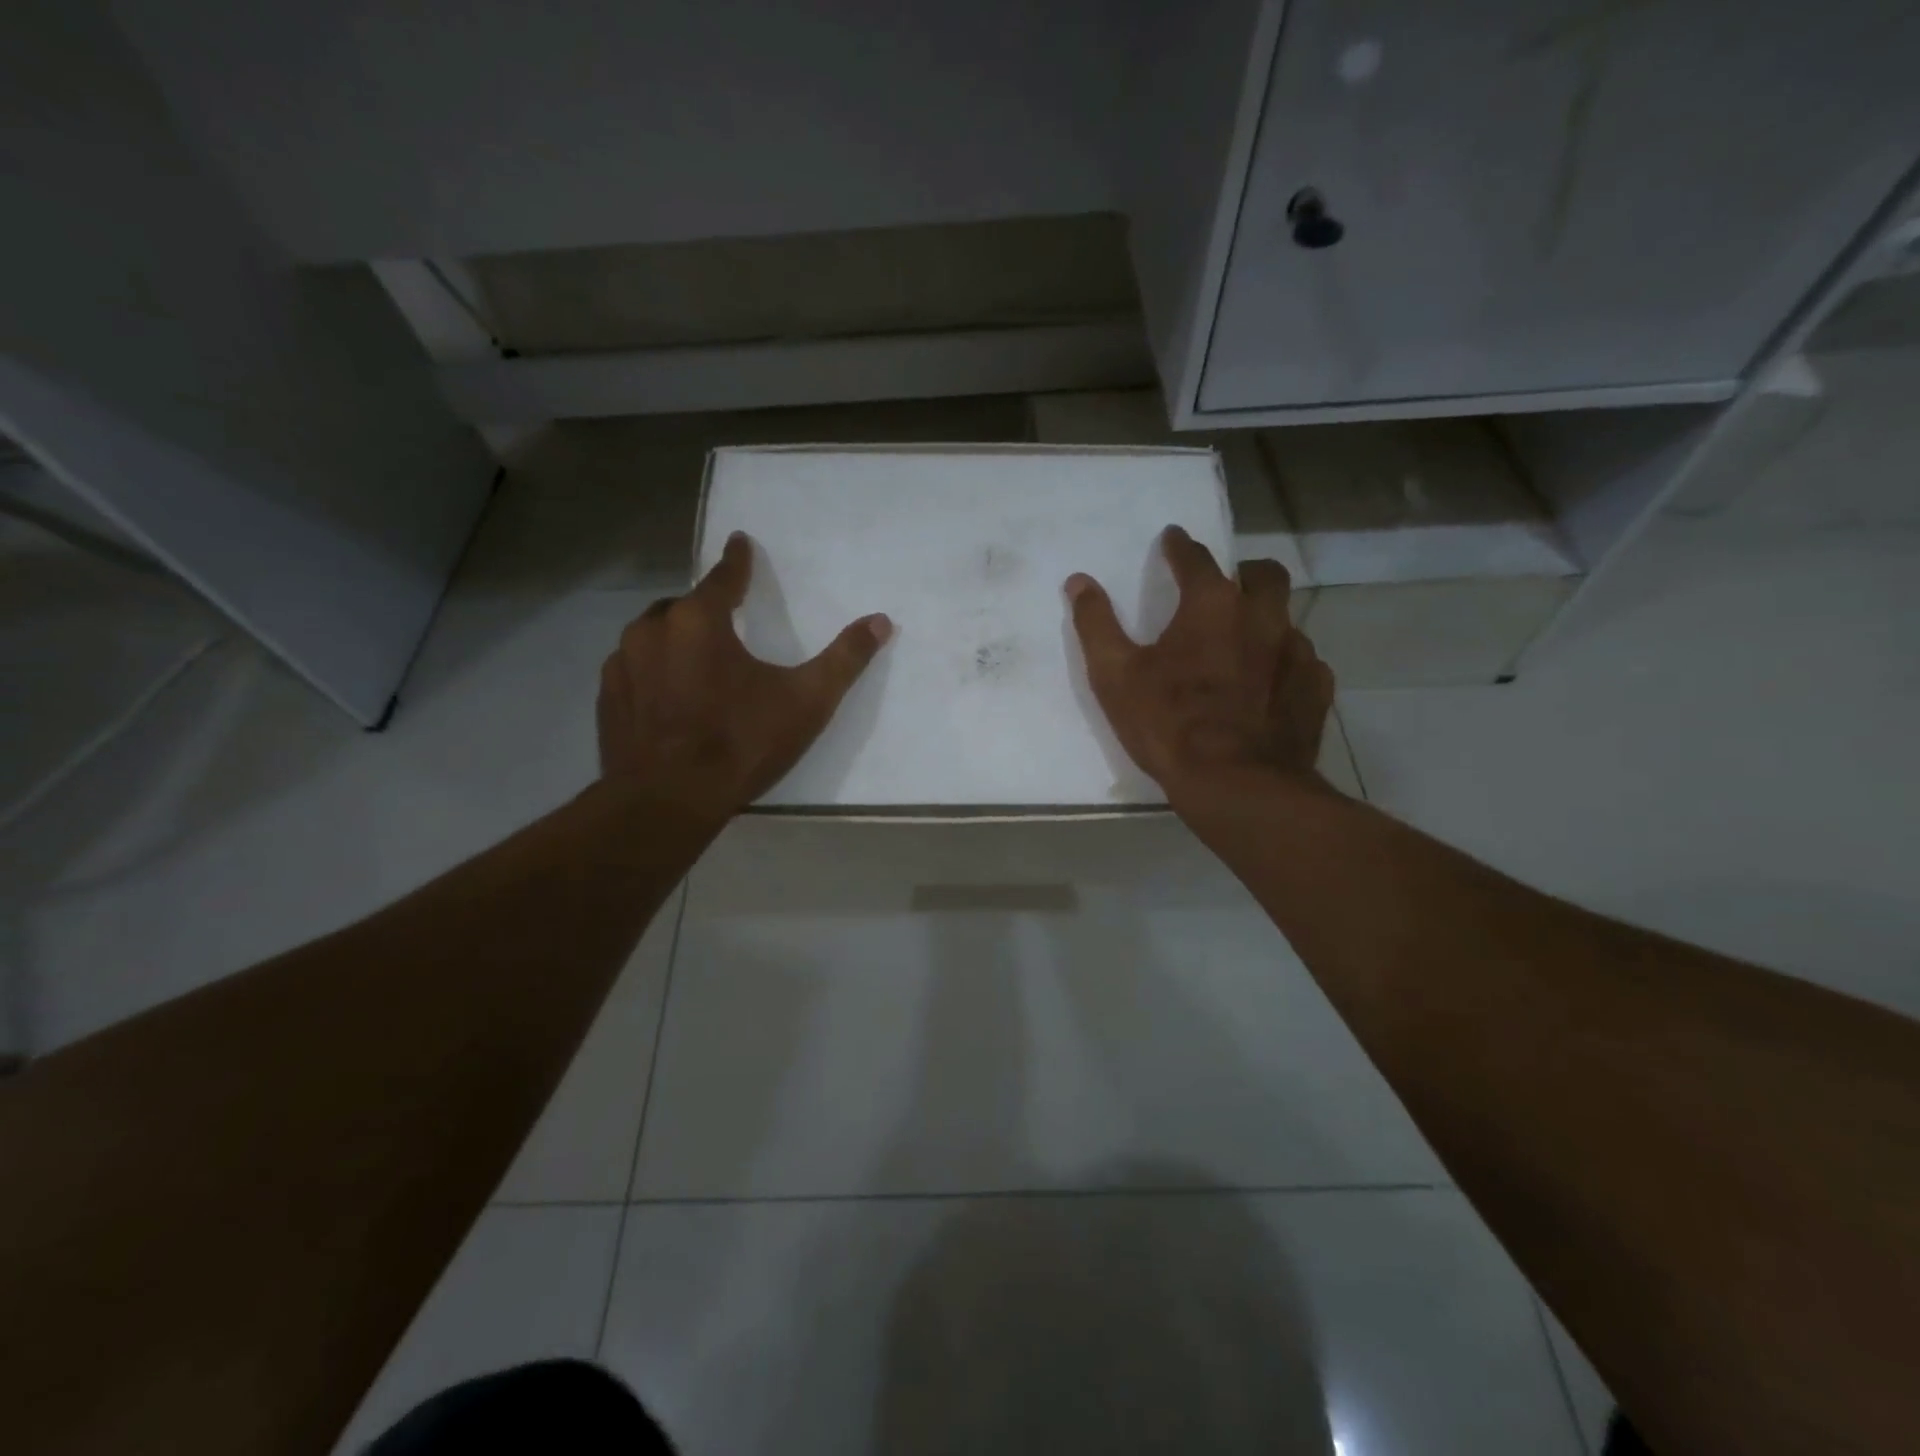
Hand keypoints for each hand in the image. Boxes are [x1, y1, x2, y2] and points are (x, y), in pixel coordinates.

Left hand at [598, 532, 891, 814]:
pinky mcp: (608, 699)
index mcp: (699, 621)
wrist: (668, 801)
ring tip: (698, 664)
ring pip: (652, 636)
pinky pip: (633, 669)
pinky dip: (652, 672)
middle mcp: (652, 630)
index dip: (737, 561)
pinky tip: (668, 698)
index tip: (739, 542)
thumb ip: (845, 659)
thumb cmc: (741, 742)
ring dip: (675, 640)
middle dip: (704, 608)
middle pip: (683, 606)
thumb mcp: (806, 701)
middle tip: (726, 624)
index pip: (722, 577)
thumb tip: (881, 620)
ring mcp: (622, 665)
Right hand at [1066, 525, 1333, 804]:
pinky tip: (1269, 687)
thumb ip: (1096, 624)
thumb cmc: (1169, 725)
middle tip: (1225, 586)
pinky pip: (1303, 663)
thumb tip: (1078, 581)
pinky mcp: (1316, 688)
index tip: (1173, 539)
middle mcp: (1262, 617)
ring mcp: (1297, 652)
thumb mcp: (1115, 676)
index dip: (1180, 546)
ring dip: (1265, 622)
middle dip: (1243, 571)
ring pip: (1286, 619)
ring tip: (1244, 646)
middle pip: (1263, 574)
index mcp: (1211, 605)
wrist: (1238, 785)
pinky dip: (1283, 665)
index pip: (1196, 558)